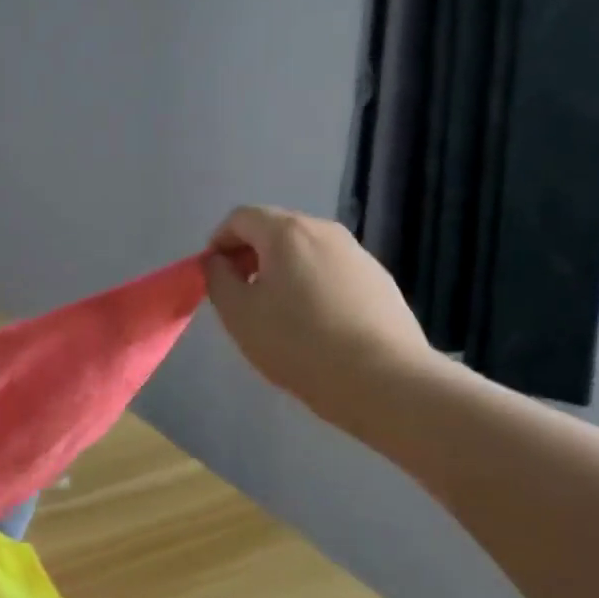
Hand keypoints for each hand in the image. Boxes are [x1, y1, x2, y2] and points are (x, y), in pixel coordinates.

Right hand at [205, 205, 438, 436]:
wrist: (384, 379)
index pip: (240, 218)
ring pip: (306, 251)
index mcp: (286, 232)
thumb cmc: (299, 343)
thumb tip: (217, 261)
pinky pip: (333, 271)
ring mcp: (357, 254)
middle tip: (242, 295)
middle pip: (275, 229)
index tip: (214, 276)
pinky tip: (317, 324)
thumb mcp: (239, 315)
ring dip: (283, 270)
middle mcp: (324, 230)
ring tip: (279, 313)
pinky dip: (314, 284)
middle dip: (251, 255)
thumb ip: (217, 279)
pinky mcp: (380, 280)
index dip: (219, 242)